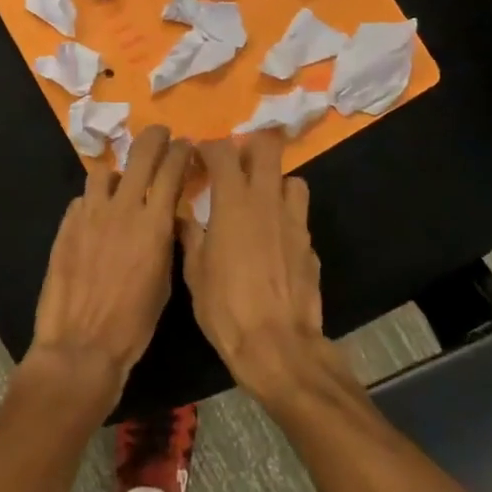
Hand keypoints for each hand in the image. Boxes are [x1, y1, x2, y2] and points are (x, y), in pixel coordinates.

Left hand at [28, 126, 192, 402]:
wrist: (81, 345)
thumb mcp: (165, 283)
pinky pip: (83, 199)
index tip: (187, 144)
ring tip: (121, 184)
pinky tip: (96, 218)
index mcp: (154, 224)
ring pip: (104, 171)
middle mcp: (122, 209)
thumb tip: (167, 220)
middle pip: (140, 154)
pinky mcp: (66, 225)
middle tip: (160, 134)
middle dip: (154, 138)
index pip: (172, 170)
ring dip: (118, 172)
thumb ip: (165, 242)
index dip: (182, 151)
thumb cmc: (133, 325)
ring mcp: (90, 214)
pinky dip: (94, 202)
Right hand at [178, 131, 329, 402]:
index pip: (222, 151)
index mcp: (233, 201)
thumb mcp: (195, 272)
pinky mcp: (309, 243)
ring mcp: (294, 220)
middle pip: (268, 147)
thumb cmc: (225, 306)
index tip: (197, 158)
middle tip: (235, 164)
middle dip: (250, 146)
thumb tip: (182, 217)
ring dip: (274, 181)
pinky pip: (298, 214)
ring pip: (291, 178)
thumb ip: (190, 236)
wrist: (277, 345)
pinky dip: (285, 215)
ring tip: (259, 199)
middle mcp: (267, 200)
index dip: (208, 148)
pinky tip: (273, 238)